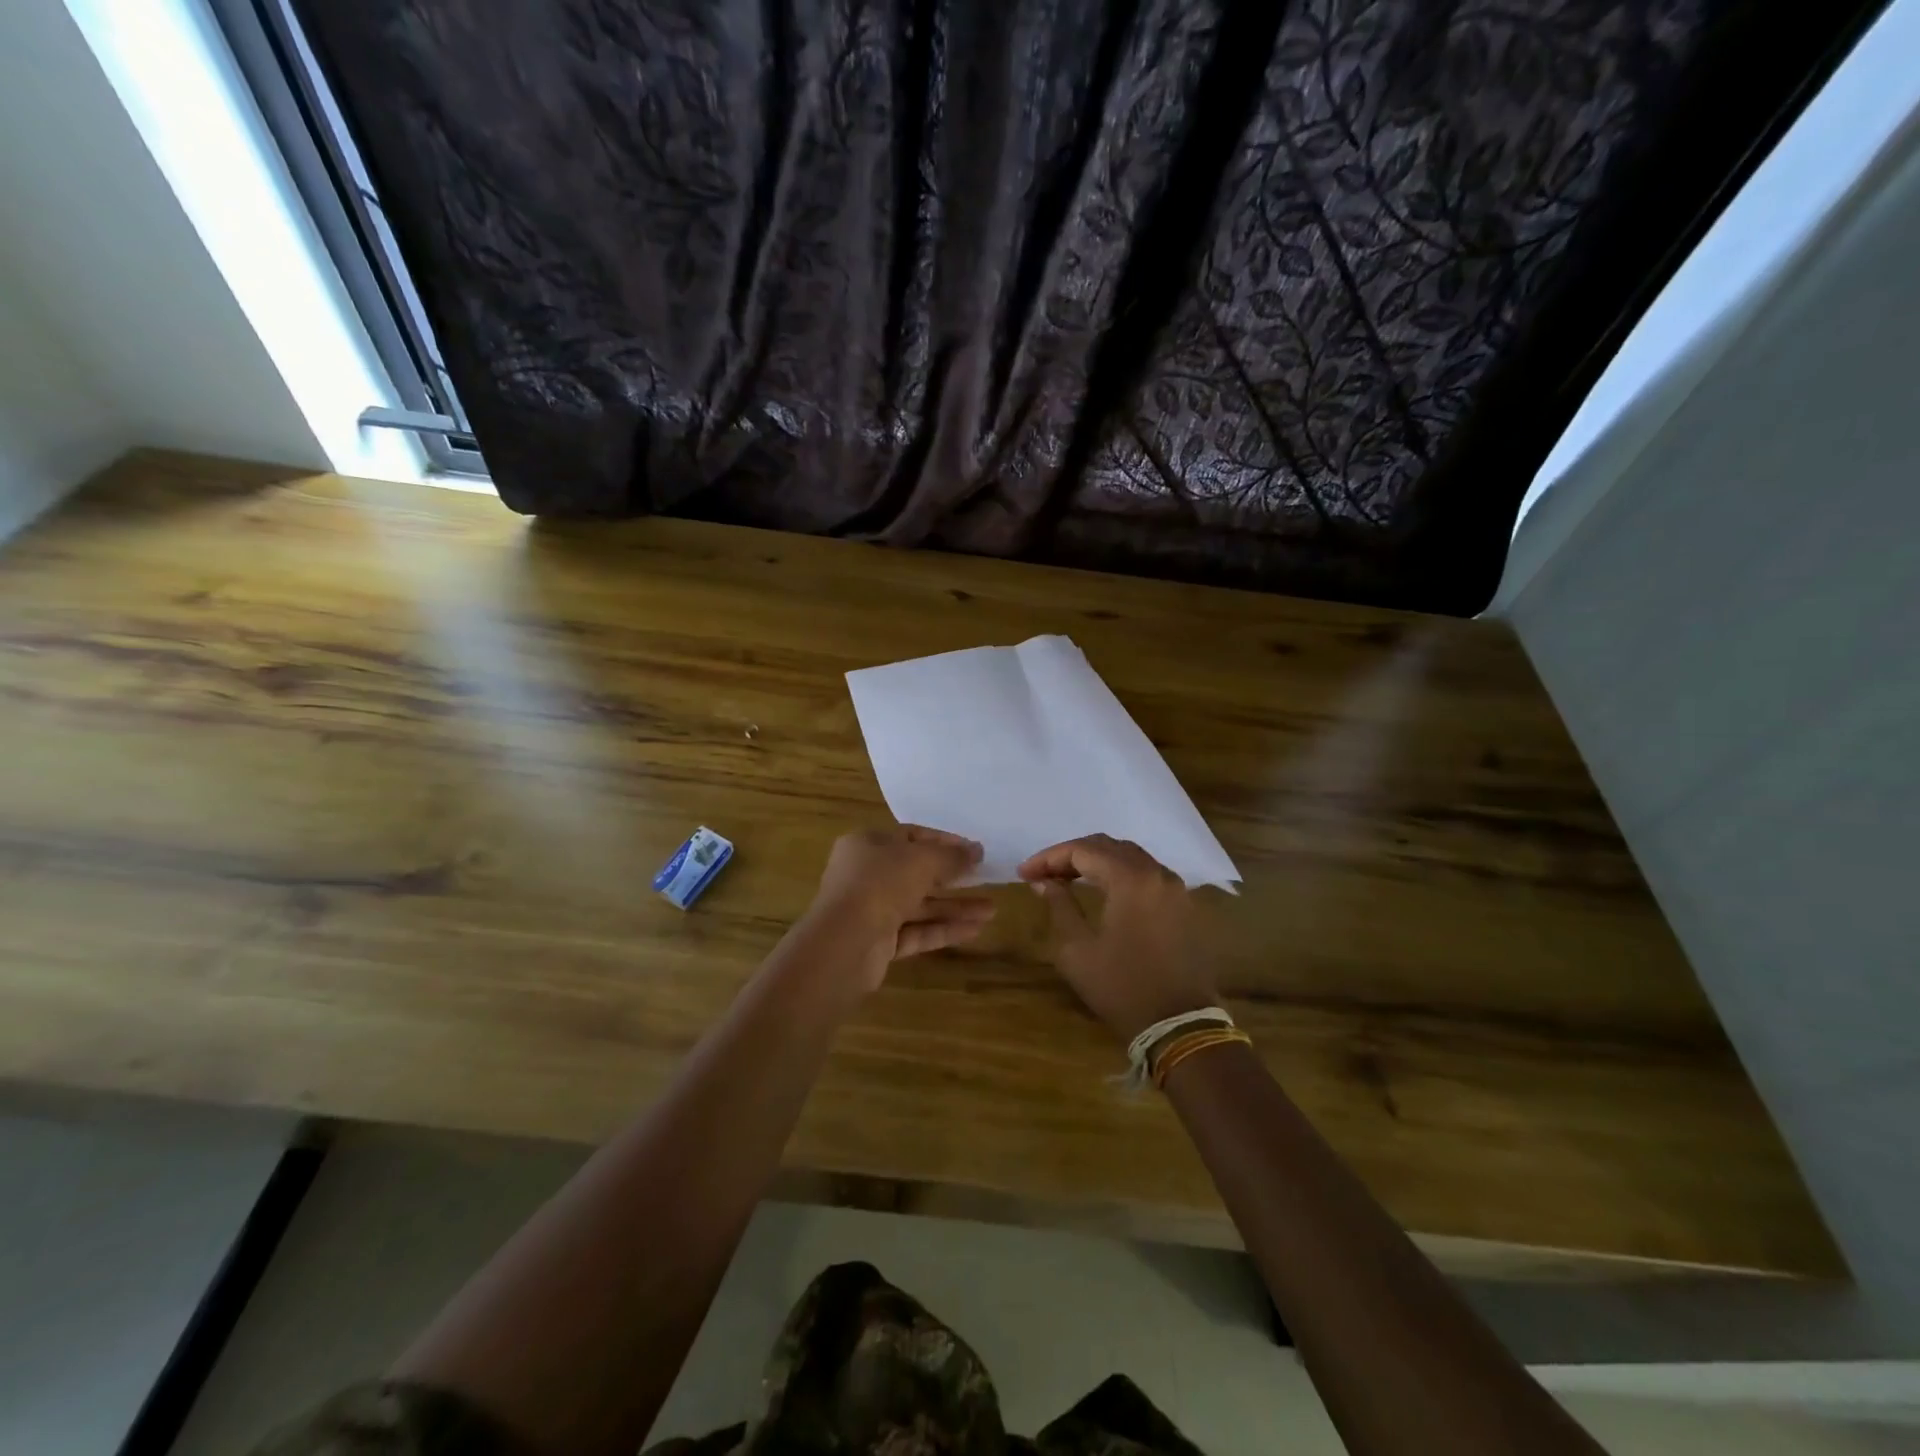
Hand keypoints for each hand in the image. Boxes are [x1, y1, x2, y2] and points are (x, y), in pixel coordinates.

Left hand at [801, 825, 993, 990]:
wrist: (844, 942)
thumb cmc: (880, 884)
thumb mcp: (921, 860)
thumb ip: (951, 856)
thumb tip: (977, 851)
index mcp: (867, 845)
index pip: (911, 837)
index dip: (944, 843)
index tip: (974, 851)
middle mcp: (866, 875)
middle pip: (916, 873)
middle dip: (953, 878)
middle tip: (986, 879)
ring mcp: (871, 911)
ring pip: (919, 906)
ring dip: (954, 907)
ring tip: (992, 911)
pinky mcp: (879, 943)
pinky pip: (917, 932)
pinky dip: (943, 929)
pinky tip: (976, 930)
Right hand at [1018, 835, 1218, 1042]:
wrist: (1179, 1026)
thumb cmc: (1121, 987)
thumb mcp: (1077, 949)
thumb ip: (1059, 906)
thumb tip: (1044, 882)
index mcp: (1131, 879)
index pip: (1083, 850)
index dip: (1049, 858)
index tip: (1024, 874)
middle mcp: (1157, 873)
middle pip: (1108, 846)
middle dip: (1071, 855)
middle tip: (1043, 873)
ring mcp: (1176, 888)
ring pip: (1130, 857)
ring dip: (1097, 862)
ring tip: (1067, 878)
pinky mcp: (1184, 905)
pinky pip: (1147, 874)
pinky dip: (1119, 874)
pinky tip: (1101, 890)